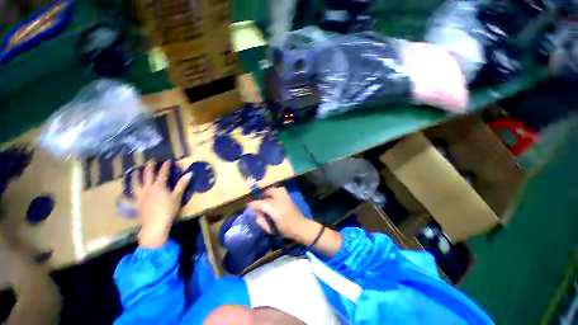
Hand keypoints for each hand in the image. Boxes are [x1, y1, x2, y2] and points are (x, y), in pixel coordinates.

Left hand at [133, 161, 191, 247]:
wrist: (155, 224)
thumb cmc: (169, 209)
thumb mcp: (177, 196)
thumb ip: (182, 184)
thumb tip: (189, 173)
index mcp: (159, 186)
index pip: (162, 173)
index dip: (165, 166)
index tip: (167, 160)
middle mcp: (148, 188)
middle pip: (147, 175)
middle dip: (149, 167)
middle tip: (150, 161)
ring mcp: (140, 196)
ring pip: (135, 184)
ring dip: (135, 177)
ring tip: (134, 171)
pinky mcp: (136, 205)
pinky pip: (129, 199)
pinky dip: (126, 196)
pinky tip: (123, 194)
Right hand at [247, 187, 310, 241]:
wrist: (301, 227)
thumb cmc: (286, 230)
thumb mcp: (272, 229)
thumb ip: (262, 221)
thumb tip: (256, 214)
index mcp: (275, 210)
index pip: (261, 203)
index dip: (254, 204)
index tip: (249, 205)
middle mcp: (280, 201)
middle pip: (269, 193)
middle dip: (262, 195)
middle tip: (259, 201)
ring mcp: (286, 198)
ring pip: (276, 189)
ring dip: (269, 192)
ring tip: (266, 197)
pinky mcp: (289, 198)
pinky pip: (281, 191)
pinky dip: (276, 191)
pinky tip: (273, 197)